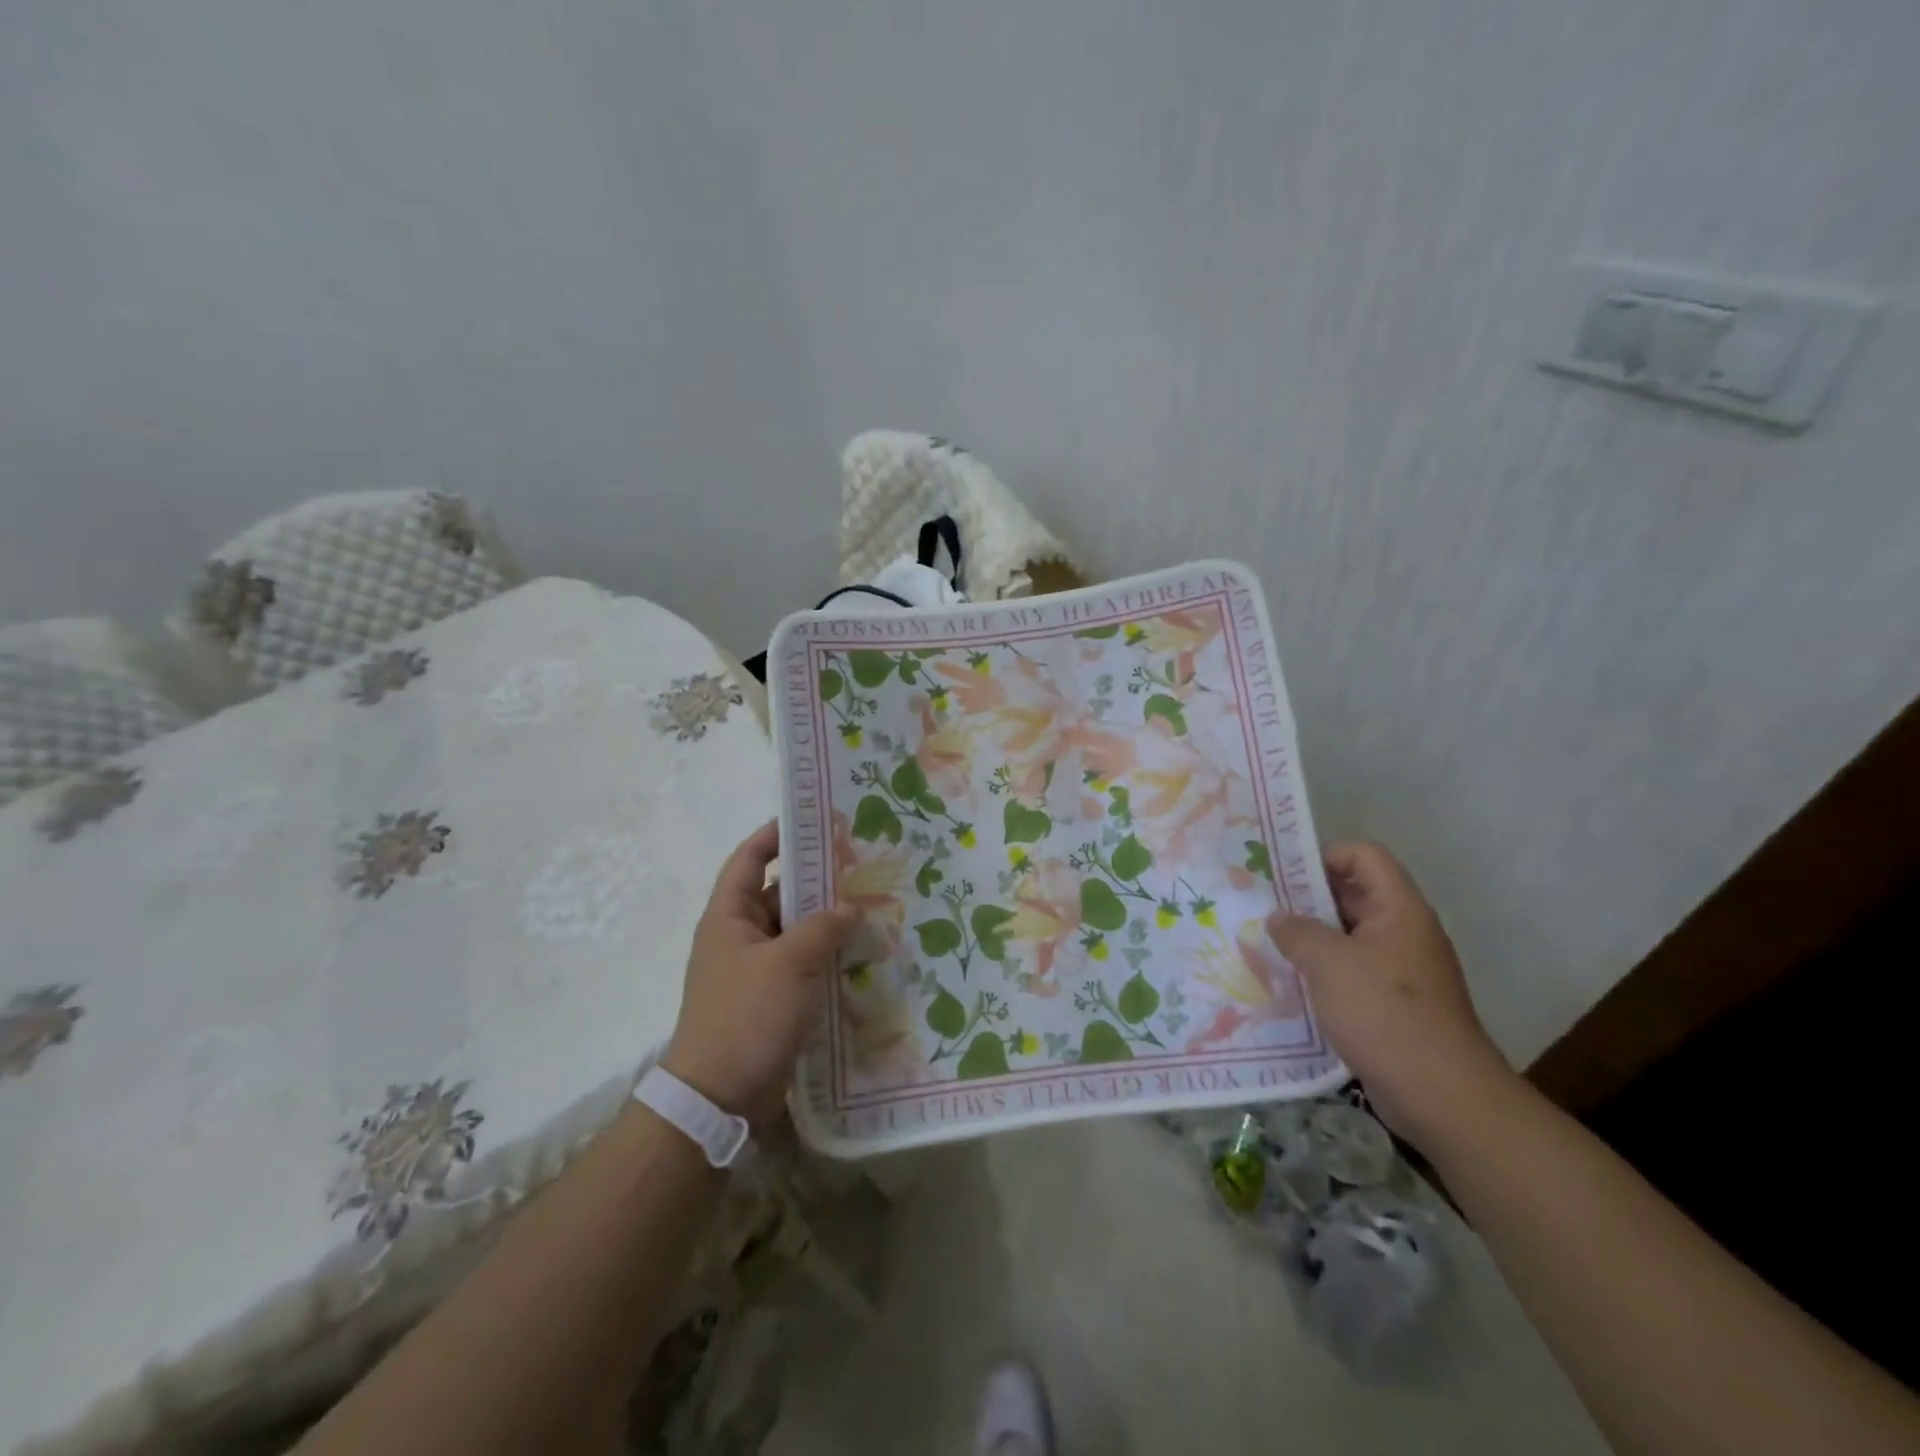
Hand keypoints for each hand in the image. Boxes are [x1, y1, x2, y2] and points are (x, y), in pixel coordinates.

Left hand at [662, 822, 854, 1125]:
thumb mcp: (789, 963)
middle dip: (815, 879)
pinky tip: (861, 951)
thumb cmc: (747, 1016)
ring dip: (825, 920)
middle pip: (778, 894)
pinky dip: (826, 954)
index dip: (774, 835)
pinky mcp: (770, 999)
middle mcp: (738, 937)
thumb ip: (823, 927)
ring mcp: (755, 969)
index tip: (812, 820)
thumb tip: (850, 907)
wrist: (719, 1098)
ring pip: (794, 931)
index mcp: (728, 916)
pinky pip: (801, 963)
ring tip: (870, 905)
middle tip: (859, 864)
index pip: (748, 859)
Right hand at [1267, 841, 1519, 1153]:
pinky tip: (1291, 985)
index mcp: (1399, 909)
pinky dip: (1323, 973)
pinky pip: (1353, 973)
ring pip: (1349, 937)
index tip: (1282, 876)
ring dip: (1311, 939)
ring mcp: (1401, 971)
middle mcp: (1404, 932)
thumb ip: (1297, 931)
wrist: (1441, 1096)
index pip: (1364, 856)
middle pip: (1353, 894)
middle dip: (1307, 899)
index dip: (1324, 856)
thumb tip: (1279, 917)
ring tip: (1267, 945)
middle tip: (1261, 907)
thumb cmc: (1384, 1013)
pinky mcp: (1394, 1005)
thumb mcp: (1328, 963)